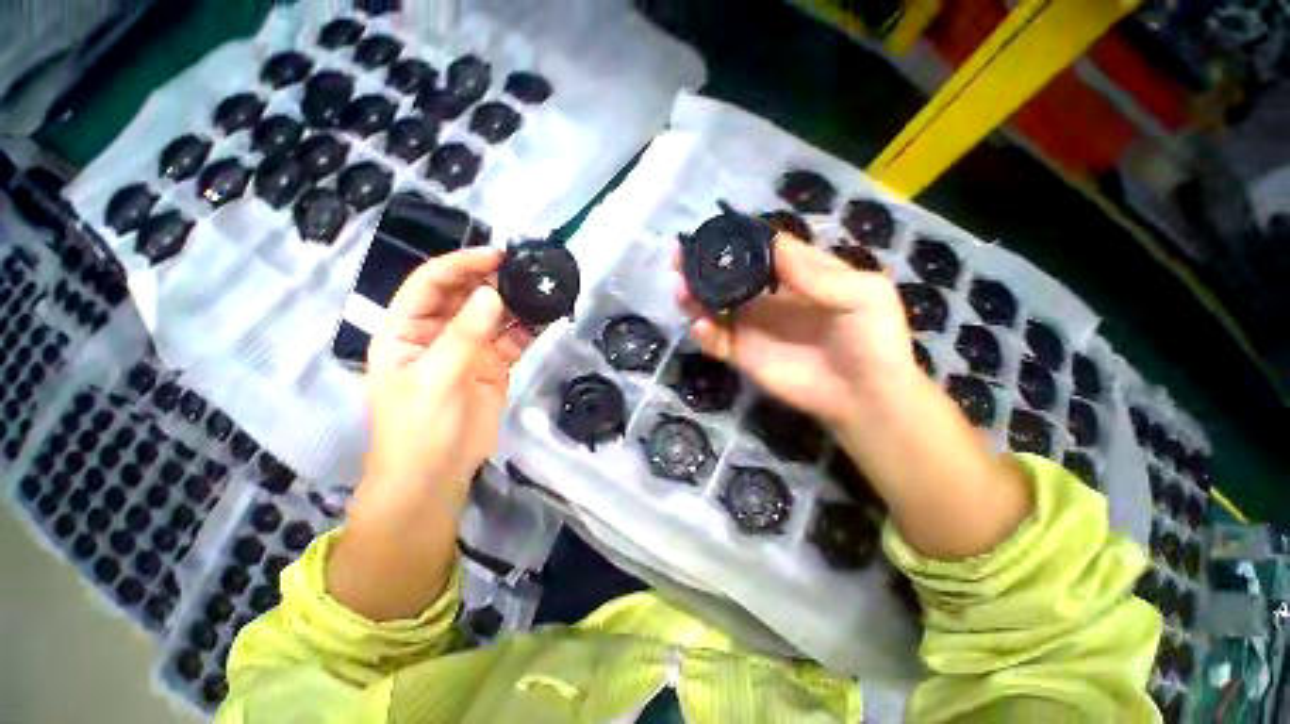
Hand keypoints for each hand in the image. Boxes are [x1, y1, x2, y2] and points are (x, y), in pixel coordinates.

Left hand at [364, 249, 533, 511]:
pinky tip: (546, 319)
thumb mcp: (436, 377)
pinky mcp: (493, 366)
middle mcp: (437, 333)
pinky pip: (512, 340)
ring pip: (493, 316)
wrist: (437, 473)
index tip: (496, 255)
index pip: (431, 283)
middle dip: (493, 280)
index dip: (461, 264)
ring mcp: (468, 349)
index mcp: (406, 329)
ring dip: (515, 303)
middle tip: (526, 271)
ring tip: (541, 290)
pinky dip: (528, 329)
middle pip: (465, 295)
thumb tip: (494, 296)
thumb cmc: (419, 427)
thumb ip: (465, 335)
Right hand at [680, 234, 1029, 558]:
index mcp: (796, 273)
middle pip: (727, 275)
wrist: (864, 395)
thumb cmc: (872, 339)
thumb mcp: (861, 295)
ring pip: (713, 305)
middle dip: (702, 265)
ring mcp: (751, 325)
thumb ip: (816, 273)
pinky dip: (703, 332)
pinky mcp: (742, 353)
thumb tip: (772, 244)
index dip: (734, 238)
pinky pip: (715, 340)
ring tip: (682, 290)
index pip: (758, 248)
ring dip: (693, 296)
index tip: (709, 232)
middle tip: (679, 257)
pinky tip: (700, 326)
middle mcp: (767, 296)